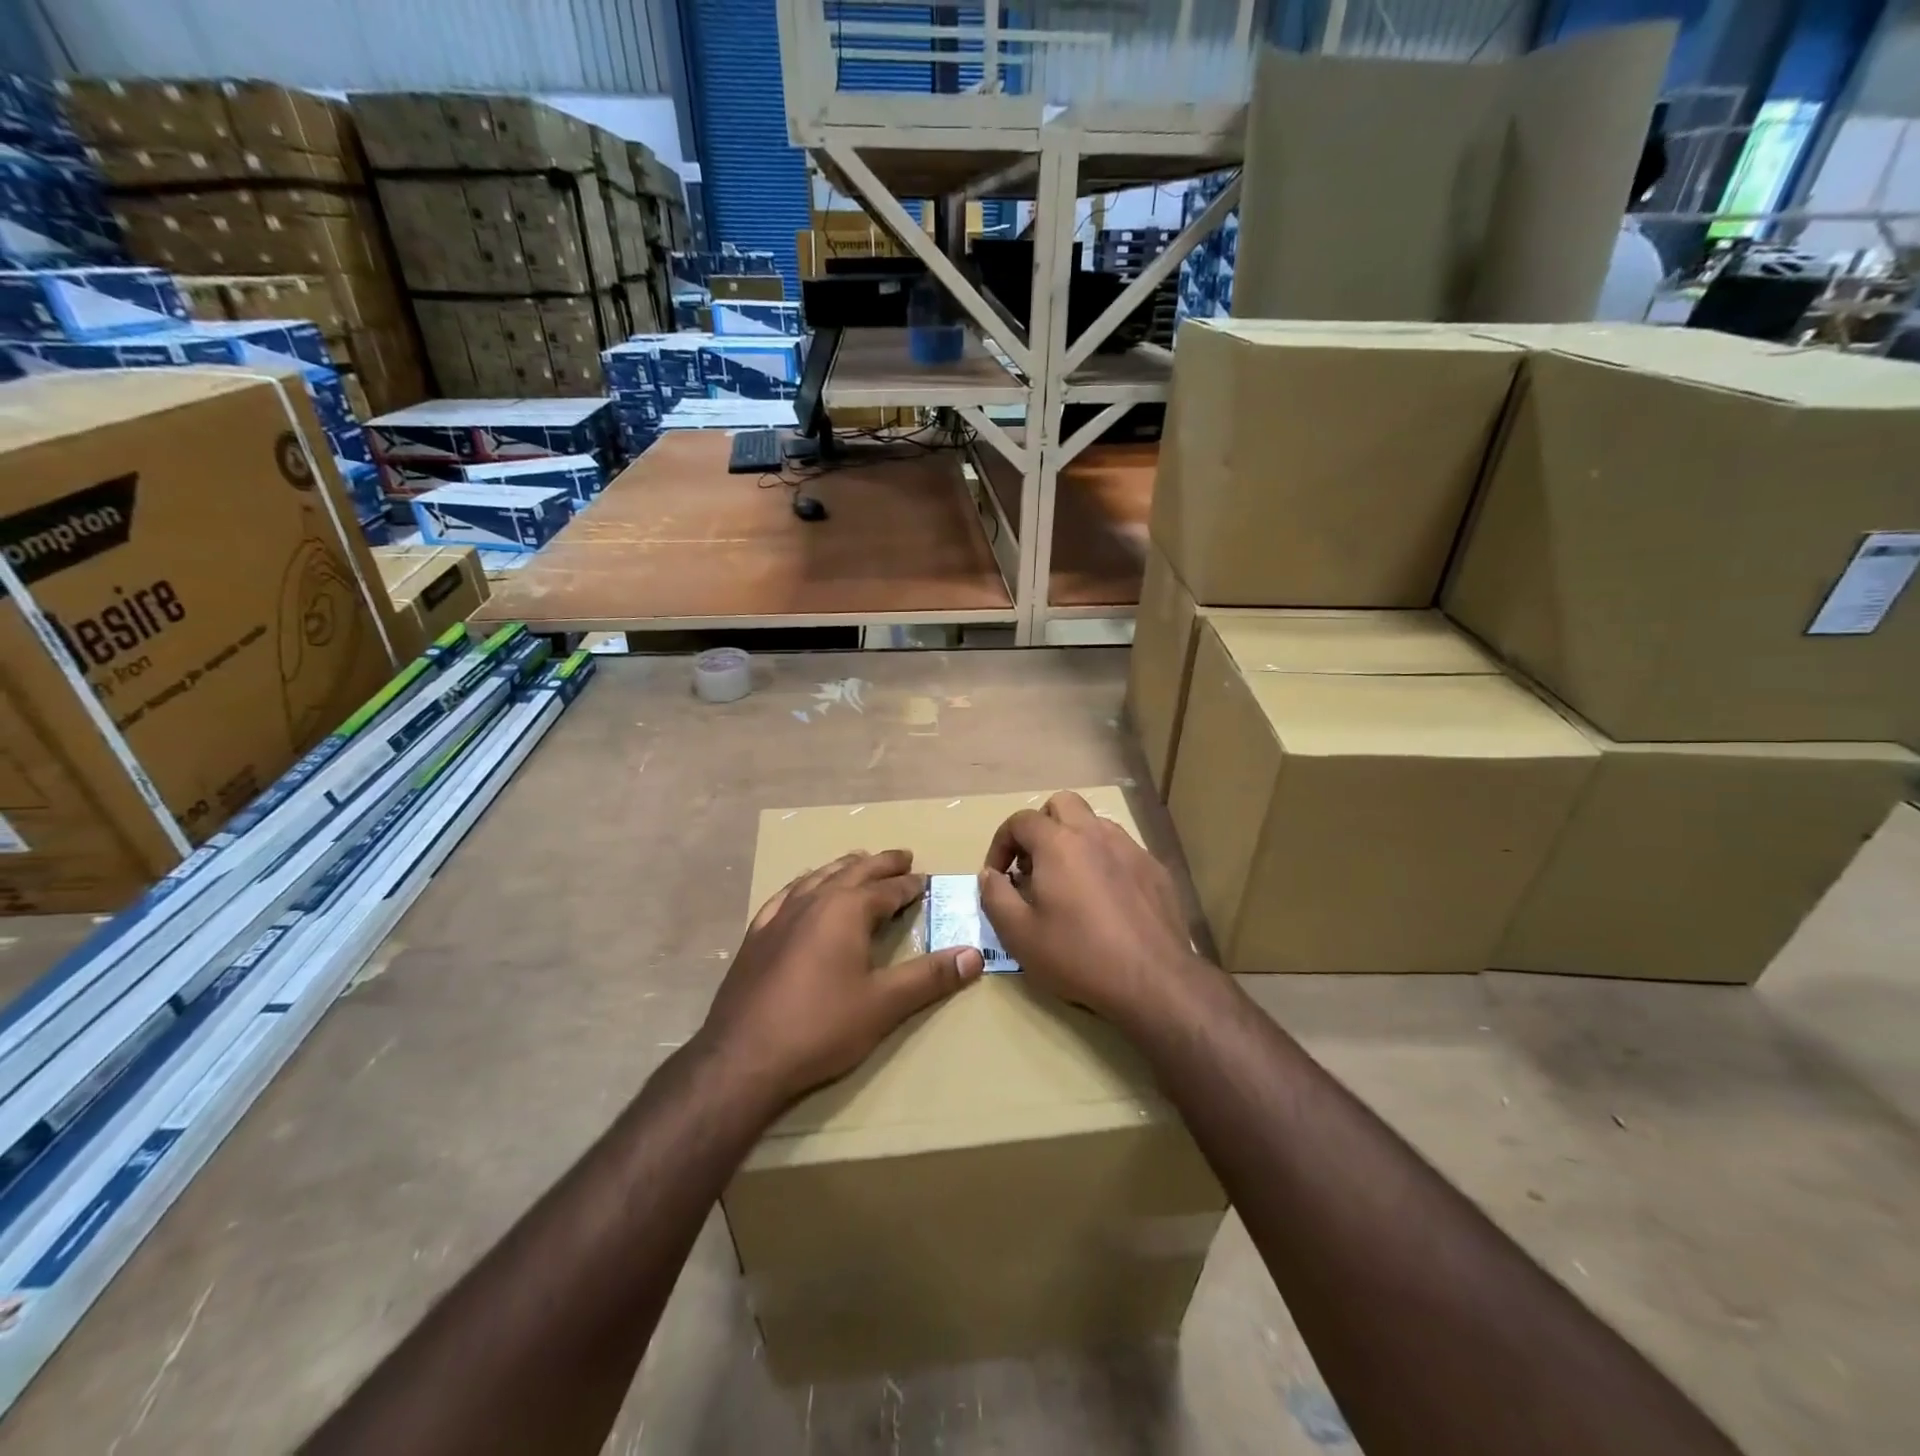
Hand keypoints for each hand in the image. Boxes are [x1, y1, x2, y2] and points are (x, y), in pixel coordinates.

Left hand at [701, 850, 984, 1107]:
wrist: (743, 1058)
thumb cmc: (821, 1028)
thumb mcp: (885, 1004)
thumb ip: (930, 977)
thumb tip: (974, 955)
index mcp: (846, 910)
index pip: (887, 889)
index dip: (909, 884)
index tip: (925, 879)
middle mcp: (813, 901)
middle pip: (853, 872)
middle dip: (881, 864)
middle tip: (901, 857)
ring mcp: (780, 915)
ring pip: (818, 877)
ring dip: (843, 868)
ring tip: (858, 862)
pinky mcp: (756, 935)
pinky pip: (785, 895)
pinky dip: (805, 885)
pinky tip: (803, 890)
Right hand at [979, 792, 1203, 1029]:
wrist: (1154, 980)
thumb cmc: (1078, 956)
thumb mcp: (1019, 934)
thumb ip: (995, 896)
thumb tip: (990, 875)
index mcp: (1058, 843)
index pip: (1020, 821)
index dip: (1001, 843)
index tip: (999, 875)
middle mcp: (1095, 833)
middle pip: (1062, 804)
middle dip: (1040, 827)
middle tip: (1034, 866)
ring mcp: (1130, 848)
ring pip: (1094, 823)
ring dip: (1074, 840)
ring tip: (1068, 882)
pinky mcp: (1155, 869)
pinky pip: (1121, 849)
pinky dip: (1103, 860)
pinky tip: (1105, 899)